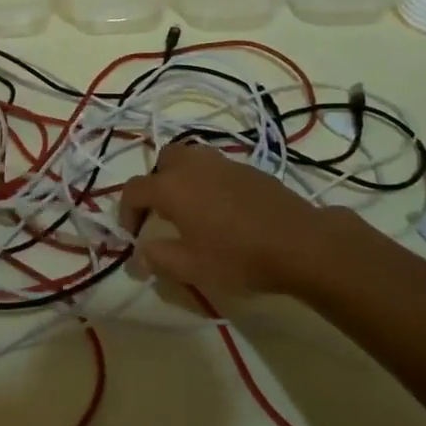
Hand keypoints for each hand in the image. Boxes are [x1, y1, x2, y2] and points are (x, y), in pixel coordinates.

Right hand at [118, 142, 370, 297]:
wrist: (299, 243)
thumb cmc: (238, 257)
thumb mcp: (190, 268)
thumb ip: (157, 259)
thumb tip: (138, 254)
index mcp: (172, 187)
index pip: (134, 189)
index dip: (126, 212)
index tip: (132, 236)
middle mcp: (193, 165)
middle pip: (162, 161)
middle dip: (155, 184)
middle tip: (161, 214)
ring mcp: (223, 162)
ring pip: (190, 158)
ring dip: (182, 177)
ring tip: (190, 208)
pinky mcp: (248, 168)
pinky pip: (215, 167)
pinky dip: (207, 181)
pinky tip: (222, 209)